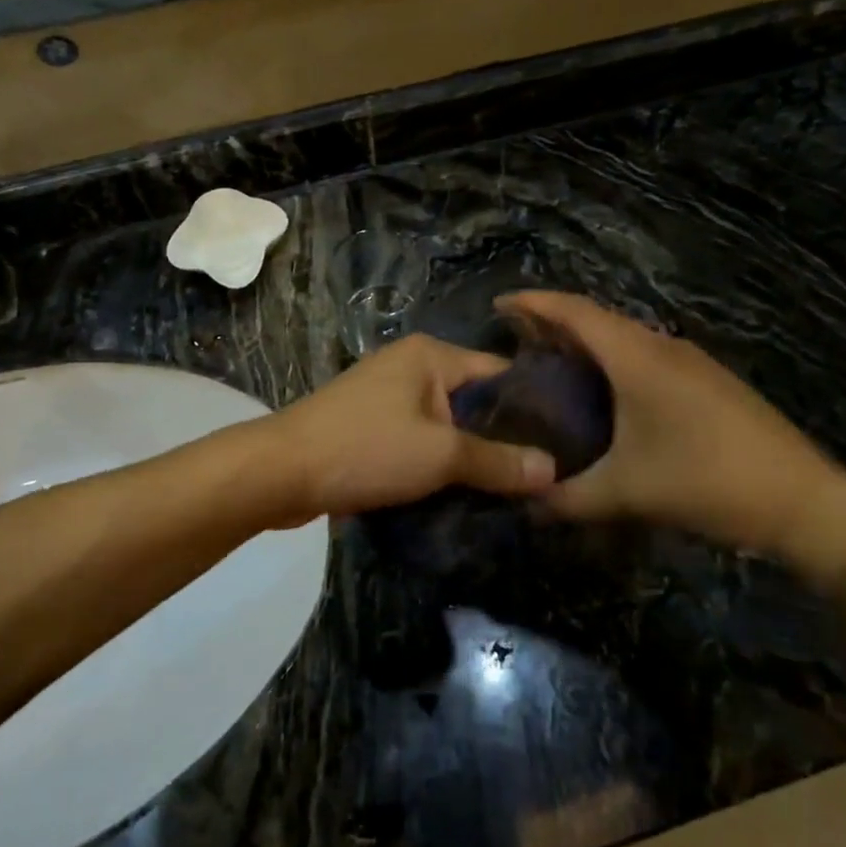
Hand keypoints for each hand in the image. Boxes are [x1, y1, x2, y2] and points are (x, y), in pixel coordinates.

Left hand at [269, 335, 555, 519]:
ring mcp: (387, 395)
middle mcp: (411, 366)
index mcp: (431, 355)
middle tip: (542, 476)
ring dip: (469, 454)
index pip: (500, 372)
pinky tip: (462, 491)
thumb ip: (498, 462)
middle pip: (473, 400)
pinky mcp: (370, 425)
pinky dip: (438, 461)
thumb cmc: (366, 449)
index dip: (533, 407)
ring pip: (446, 424)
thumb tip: (554, 470)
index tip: (566, 444)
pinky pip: (419, 439)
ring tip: (511, 490)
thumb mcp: (440, 455)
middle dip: (502, 438)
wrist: (280, 472)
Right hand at [499, 293, 845, 560]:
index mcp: (637, 357)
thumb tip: (526, 504)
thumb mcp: (626, 493)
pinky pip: (646, 354)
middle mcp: (662, 346)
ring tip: (553, 363)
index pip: (574, 312)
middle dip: (554, 322)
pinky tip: (606, 391)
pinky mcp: (708, 380)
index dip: (533, 303)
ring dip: (587, 341)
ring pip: (625, 336)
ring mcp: (691, 361)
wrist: (804, 501)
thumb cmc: (707, 482)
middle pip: (598, 318)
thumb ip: (568, 498)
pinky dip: (614, 359)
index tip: (498, 305)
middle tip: (516, 340)